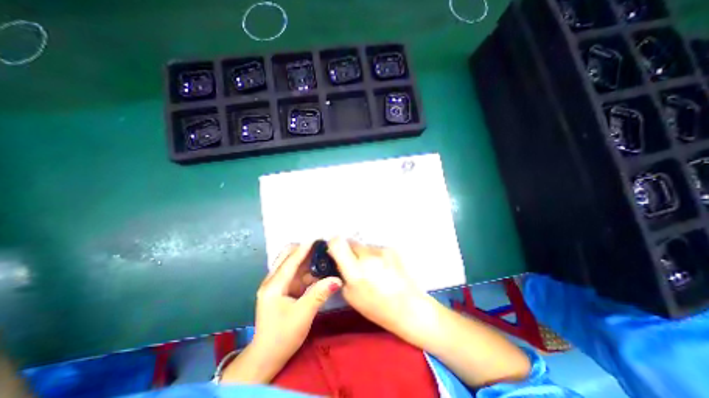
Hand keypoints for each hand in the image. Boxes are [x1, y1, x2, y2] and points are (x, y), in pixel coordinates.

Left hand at [254, 243, 345, 363]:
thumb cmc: (282, 336)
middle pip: (287, 257)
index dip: (304, 248)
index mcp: (273, 286)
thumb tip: (337, 279)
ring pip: (292, 264)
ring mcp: (276, 285)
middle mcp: (273, 281)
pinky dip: (306, 270)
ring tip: (322, 256)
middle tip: (321, 248)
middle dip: (303, 250)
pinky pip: (295, 274)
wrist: (267, 357)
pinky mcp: (282, 290)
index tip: (317, 238)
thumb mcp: (303, 315)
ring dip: (306, 260)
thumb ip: (319, 294)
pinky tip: (318, 271)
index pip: (290, 261)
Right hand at [326, 238, 431, 340]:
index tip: (334, 251)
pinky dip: (375, 255)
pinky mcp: (391, 249)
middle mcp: (368, 257)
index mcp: (355, 271)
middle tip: (354, 263)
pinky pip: (376, 248)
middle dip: (349, 250)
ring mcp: (381, 251)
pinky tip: (382, 268)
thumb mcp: (350, 295)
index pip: (338, 243)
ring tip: (372, 269)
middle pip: (351, 242)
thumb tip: (339, 259)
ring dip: (363, 254)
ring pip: (364, 246)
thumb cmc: (376, 307)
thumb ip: (342, 274)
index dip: (333, 244)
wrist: (408, 306)